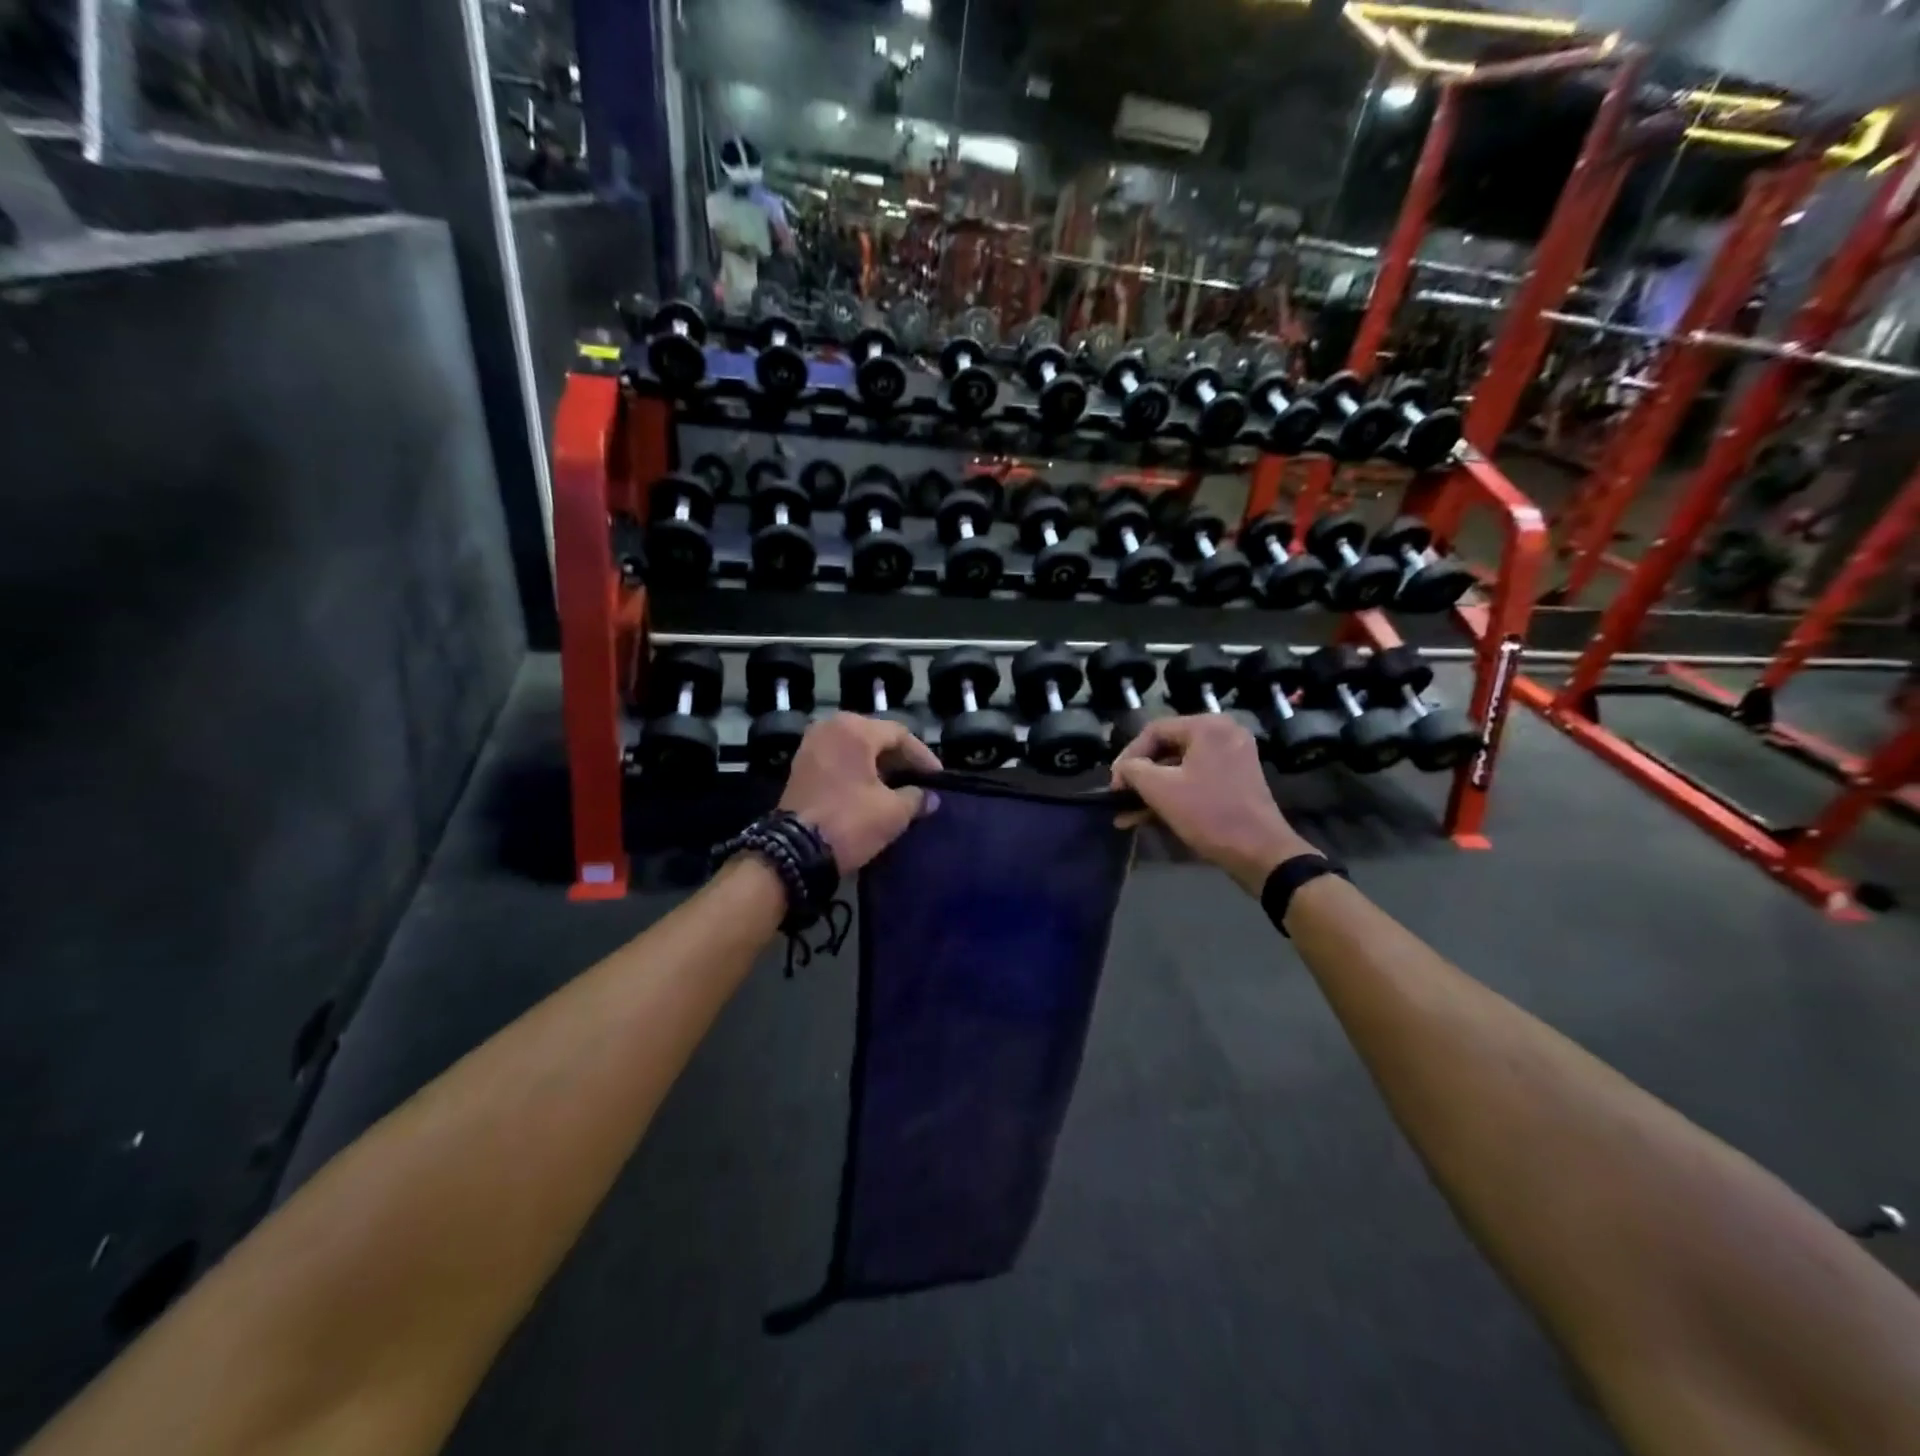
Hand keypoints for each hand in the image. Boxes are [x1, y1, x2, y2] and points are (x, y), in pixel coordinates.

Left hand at [780, 714, 941, 872]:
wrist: (794, 852)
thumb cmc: (849, 822)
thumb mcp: (892, 812)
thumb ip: (916, 798)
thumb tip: (930, 798)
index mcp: (854, 729)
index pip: (900, 734)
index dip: (923, 756)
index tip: (938, 778)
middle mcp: (830, 727)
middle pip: (876, 737)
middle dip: (900, 760)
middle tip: (920, 781)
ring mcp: (810, 746)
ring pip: (856, 749)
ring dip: (879, 766)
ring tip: (899, 788)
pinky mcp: (800, 766)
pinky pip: (838, 760)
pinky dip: (857, 771)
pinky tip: (872, 792)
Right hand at [1110, 715, 1312, 894]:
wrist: (1261, 853)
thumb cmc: (1209, 814)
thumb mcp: (1161, 790)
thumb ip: (1133, 771)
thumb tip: (1123, 769)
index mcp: (1208, 727)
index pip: (1154, 731)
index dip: (1128, 756)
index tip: (1114, 784)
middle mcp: (1223, 734)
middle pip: (1167, 748)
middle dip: (1139, 777)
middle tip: (1119, 797)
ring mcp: (1233, 758)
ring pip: (1179, 768)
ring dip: (1152, 790)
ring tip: (1126, 814)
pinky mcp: (1236, 781)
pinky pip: (1195, 780)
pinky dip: (1173, 795)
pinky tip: (1147, 818)